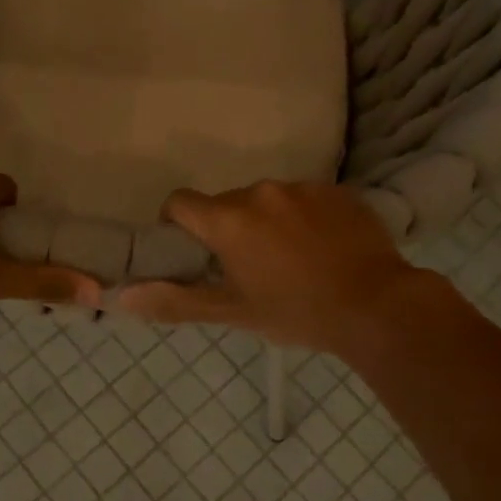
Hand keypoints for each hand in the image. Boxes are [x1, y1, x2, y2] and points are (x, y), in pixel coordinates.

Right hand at [112, 182, 461, 360]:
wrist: (378, 306)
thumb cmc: (296, 312)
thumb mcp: (233, 313)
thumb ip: (175, 301)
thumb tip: (122, 297)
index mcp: (228, 219)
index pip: (180, 202)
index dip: (178, 224)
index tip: (195, 252)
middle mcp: (260, 191)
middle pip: (226, 203)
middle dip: (228, 229)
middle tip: (249, 267)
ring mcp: (302, 187)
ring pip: (267, 200)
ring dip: (268, 222)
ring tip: (293, 259)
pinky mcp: (337, 190)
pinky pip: (304, 198)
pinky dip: (303, 218)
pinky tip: (323, 249)